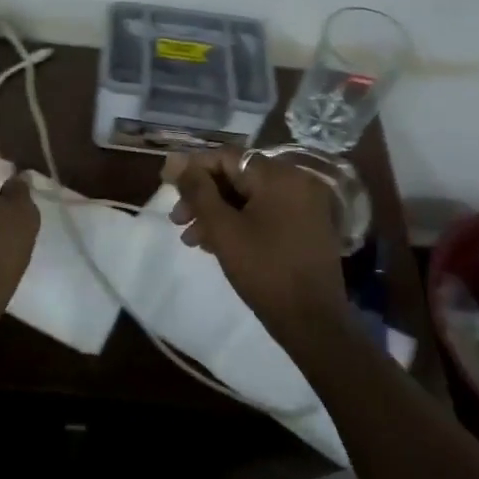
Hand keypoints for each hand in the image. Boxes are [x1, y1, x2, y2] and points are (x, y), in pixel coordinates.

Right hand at [165, 150, 345, 337]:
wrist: (312, 321)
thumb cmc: (264, 270)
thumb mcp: (223, 228)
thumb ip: (197, 190)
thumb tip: (175, 161)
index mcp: (278, 176)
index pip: (226, 157)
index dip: (192, 169)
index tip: (166, 185)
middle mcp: (295, 181)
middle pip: (237, 176)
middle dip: (203, 196)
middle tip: (177, 219)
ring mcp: (304, 205)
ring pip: (248, 197)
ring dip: (217, 212)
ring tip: (191, 238)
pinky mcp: (305, 226)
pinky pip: (264, 212)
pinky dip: (239, 222)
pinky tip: (215, 244)